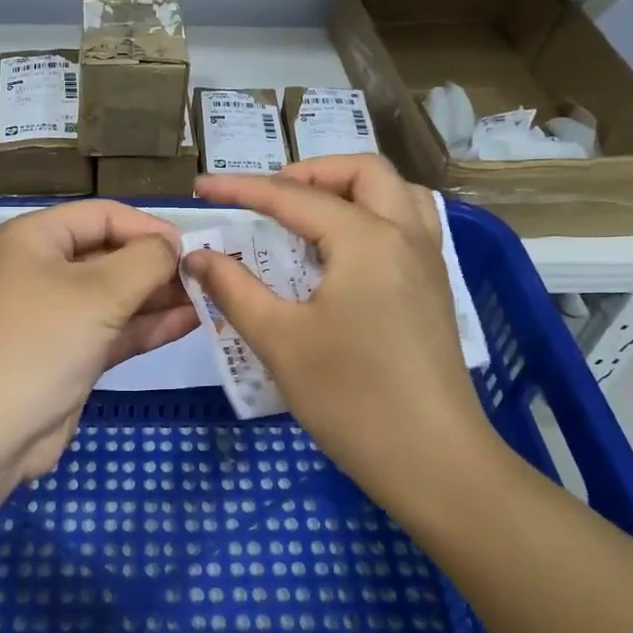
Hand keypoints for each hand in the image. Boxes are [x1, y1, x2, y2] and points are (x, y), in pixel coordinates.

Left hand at [0, 200, 197, 482]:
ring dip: (161, 296)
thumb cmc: (40, 342)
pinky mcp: (72, 353)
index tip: (194, 248)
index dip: (149, 227)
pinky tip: (192, 322)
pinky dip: (150, 325)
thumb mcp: (99, 292)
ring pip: (119, 295)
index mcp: (37, 238)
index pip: (104, 215)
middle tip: (211, 275)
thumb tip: (174, 247)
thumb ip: (146, 260)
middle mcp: (45, 269)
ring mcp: (59, 314)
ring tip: (212, 297)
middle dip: (159, 264)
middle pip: (113, 254)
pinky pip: (117, 329)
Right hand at [187, 155, 496, 495]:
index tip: (202, 189)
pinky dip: (374, 215)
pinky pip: (409, 224)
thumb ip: (234, 289)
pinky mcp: (435, 289)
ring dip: (350, 188)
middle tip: (268, 199)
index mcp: (366, 240)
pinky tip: (344, 254)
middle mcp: (405, 236)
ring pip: (397, 192)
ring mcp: (428, 262)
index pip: (294, 197)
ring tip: (309, 216)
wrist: (433, 461)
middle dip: (310, 172)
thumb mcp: (280, 341)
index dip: (242, 189)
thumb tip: (198, 256)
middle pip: (363, 172)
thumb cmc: (351, 398)